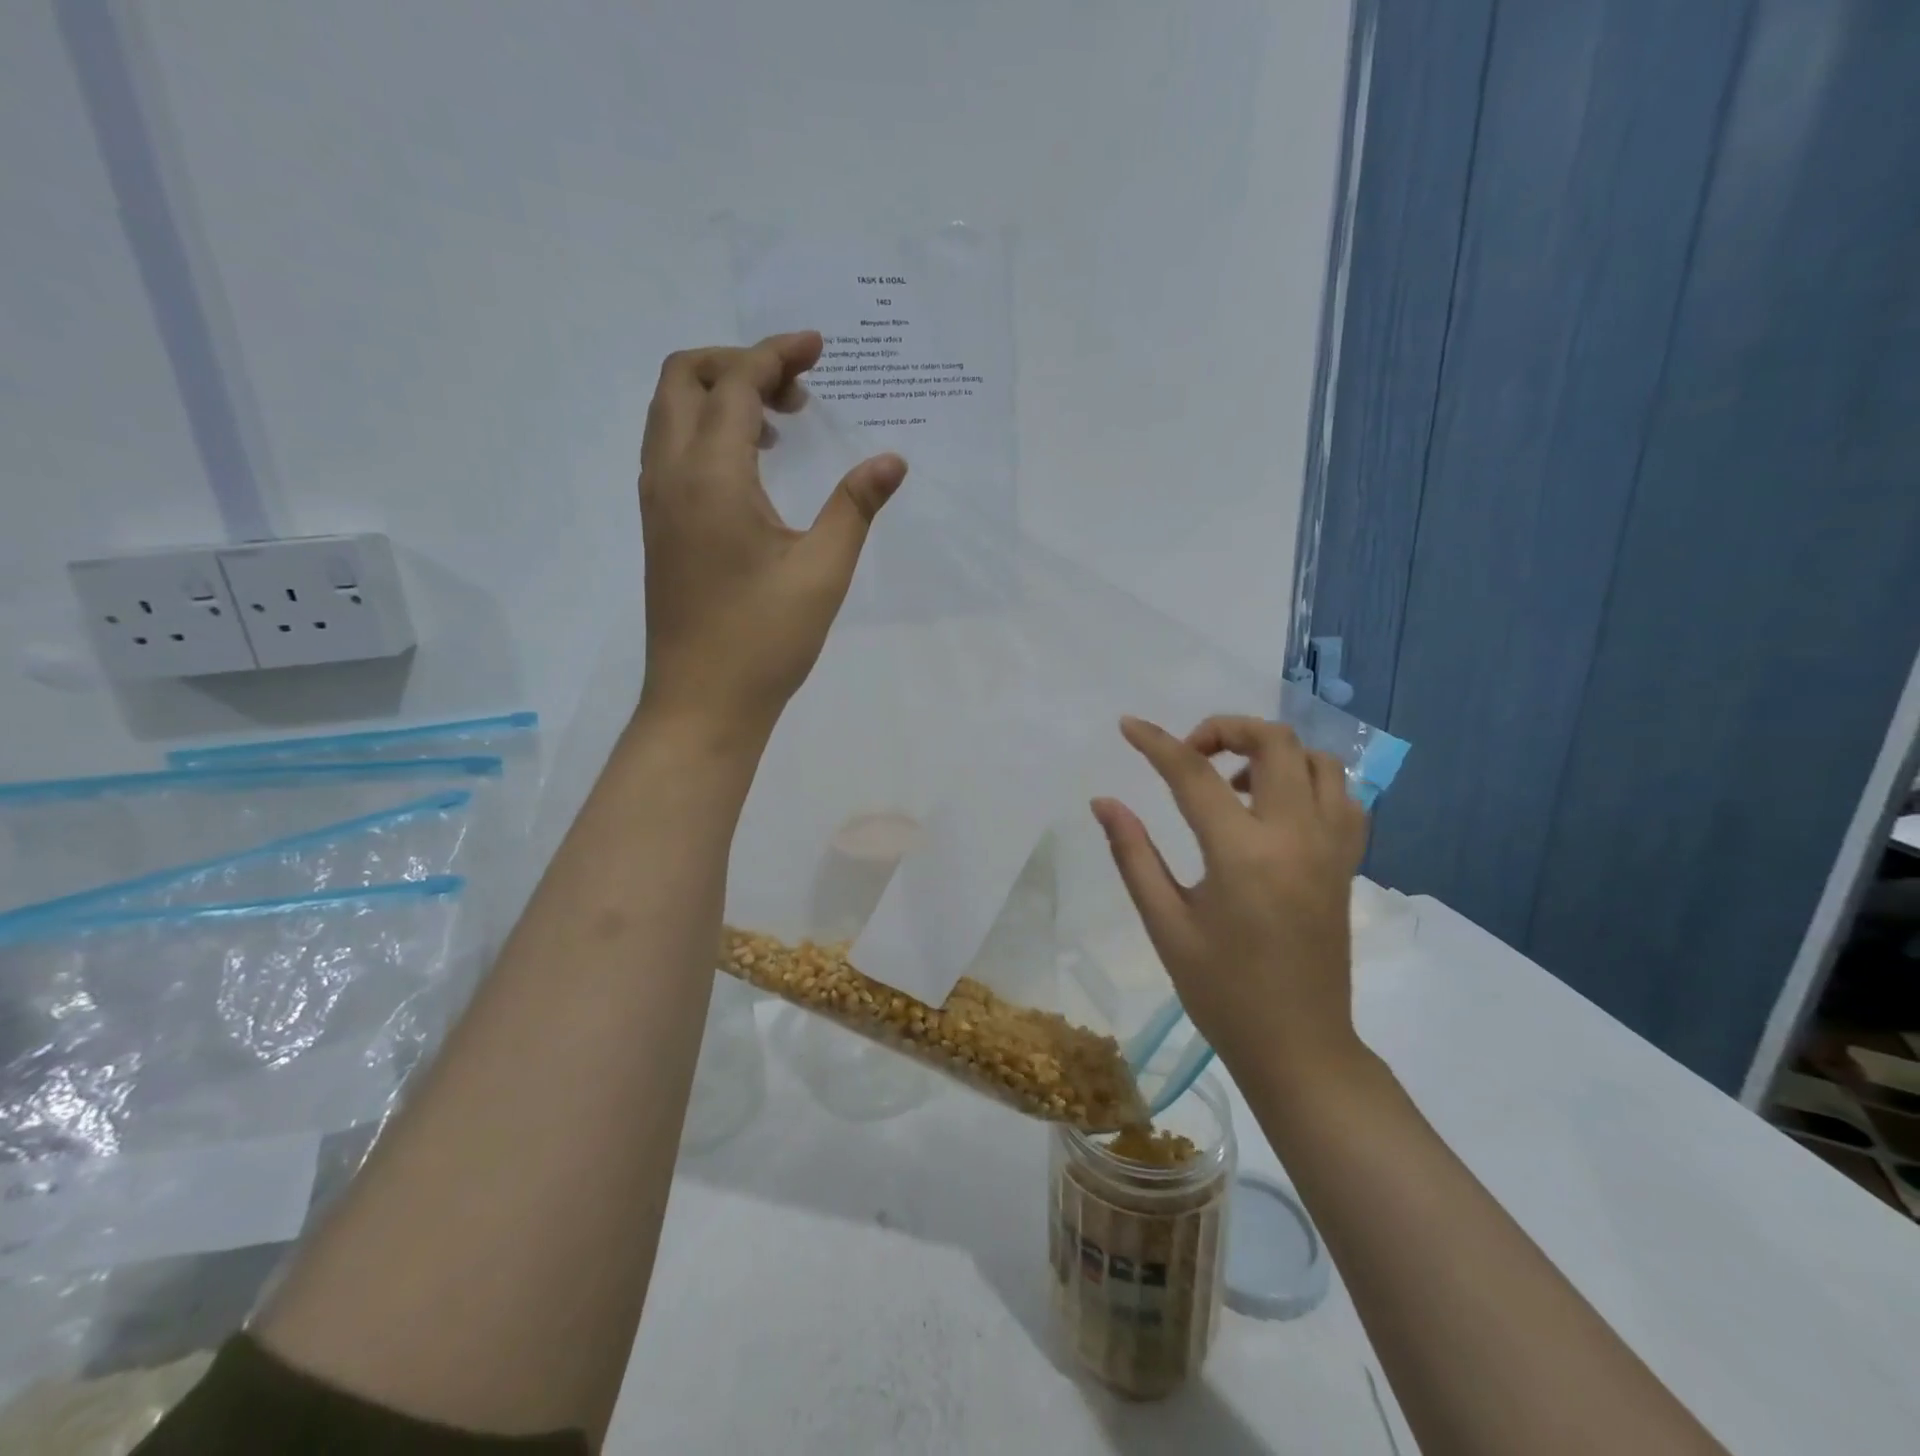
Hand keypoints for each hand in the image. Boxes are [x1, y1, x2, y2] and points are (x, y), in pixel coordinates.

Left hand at [636, 331, 906, 747]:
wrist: (702, 704)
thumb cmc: (765, 640)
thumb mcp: (822, 572)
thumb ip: (854, 506)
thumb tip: (892, 459)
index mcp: (711, 478)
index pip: (734, 384)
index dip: (776, 355)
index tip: (818, 348)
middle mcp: (670, 476)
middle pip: (683, 378)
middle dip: (738, 363)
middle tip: (796, 390)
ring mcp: (657, 503)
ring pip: (669, 413)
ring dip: (718, 396)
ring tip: (779, 424)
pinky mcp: (660, 529)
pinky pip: (670, 449)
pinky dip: (704, 431)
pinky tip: (752, 468)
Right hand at [1091, 715, 1369, 1083]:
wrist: (1299, 1046)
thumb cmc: (1222, 991)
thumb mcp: (1165, 924)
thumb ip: (1134, 854)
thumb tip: (1104, 802)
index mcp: (1243, 853)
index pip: (1194, 775)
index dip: (1156, 743)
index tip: (1129, 726)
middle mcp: (1297, 835)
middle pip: (1275, 742)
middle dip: (1226, 729)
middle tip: (1190, 755)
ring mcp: (1332, 847)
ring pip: (1318, 760)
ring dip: (1272, 752)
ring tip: (1234, 781)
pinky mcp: (1348, 863)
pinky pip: (1343, 796)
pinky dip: (1309, 781)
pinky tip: (1277, 807)